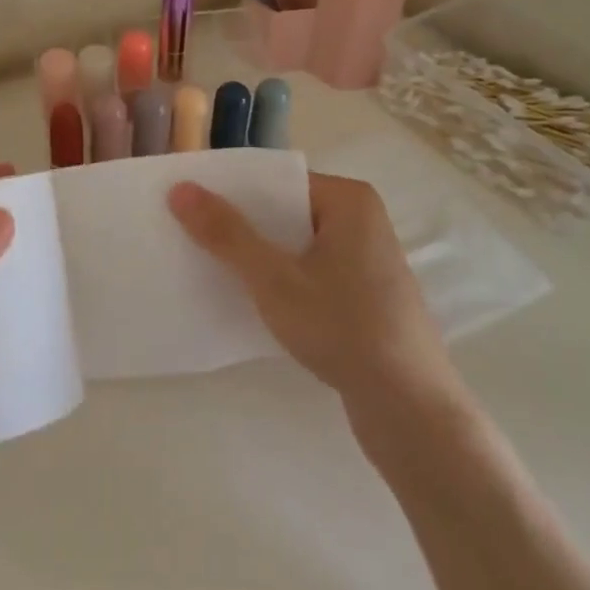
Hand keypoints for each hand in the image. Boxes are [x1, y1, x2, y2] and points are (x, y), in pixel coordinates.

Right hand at [168, 173, 458, 411]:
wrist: (409, 407)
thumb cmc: (342, 327)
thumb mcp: (273, 279)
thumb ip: (227, 233)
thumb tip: (180, 189)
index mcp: (349, 200)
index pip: (278, 182)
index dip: (232, 191)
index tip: (189, 204)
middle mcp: (363, 221)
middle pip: (287, 212)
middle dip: (242, 225)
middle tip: (191, 235)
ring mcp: (367, 260)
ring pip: (298, 245)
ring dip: (260, 255)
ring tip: (212, 266)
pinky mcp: (366, 295)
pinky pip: (312, 271)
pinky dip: (283, 279)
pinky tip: (253, 299)